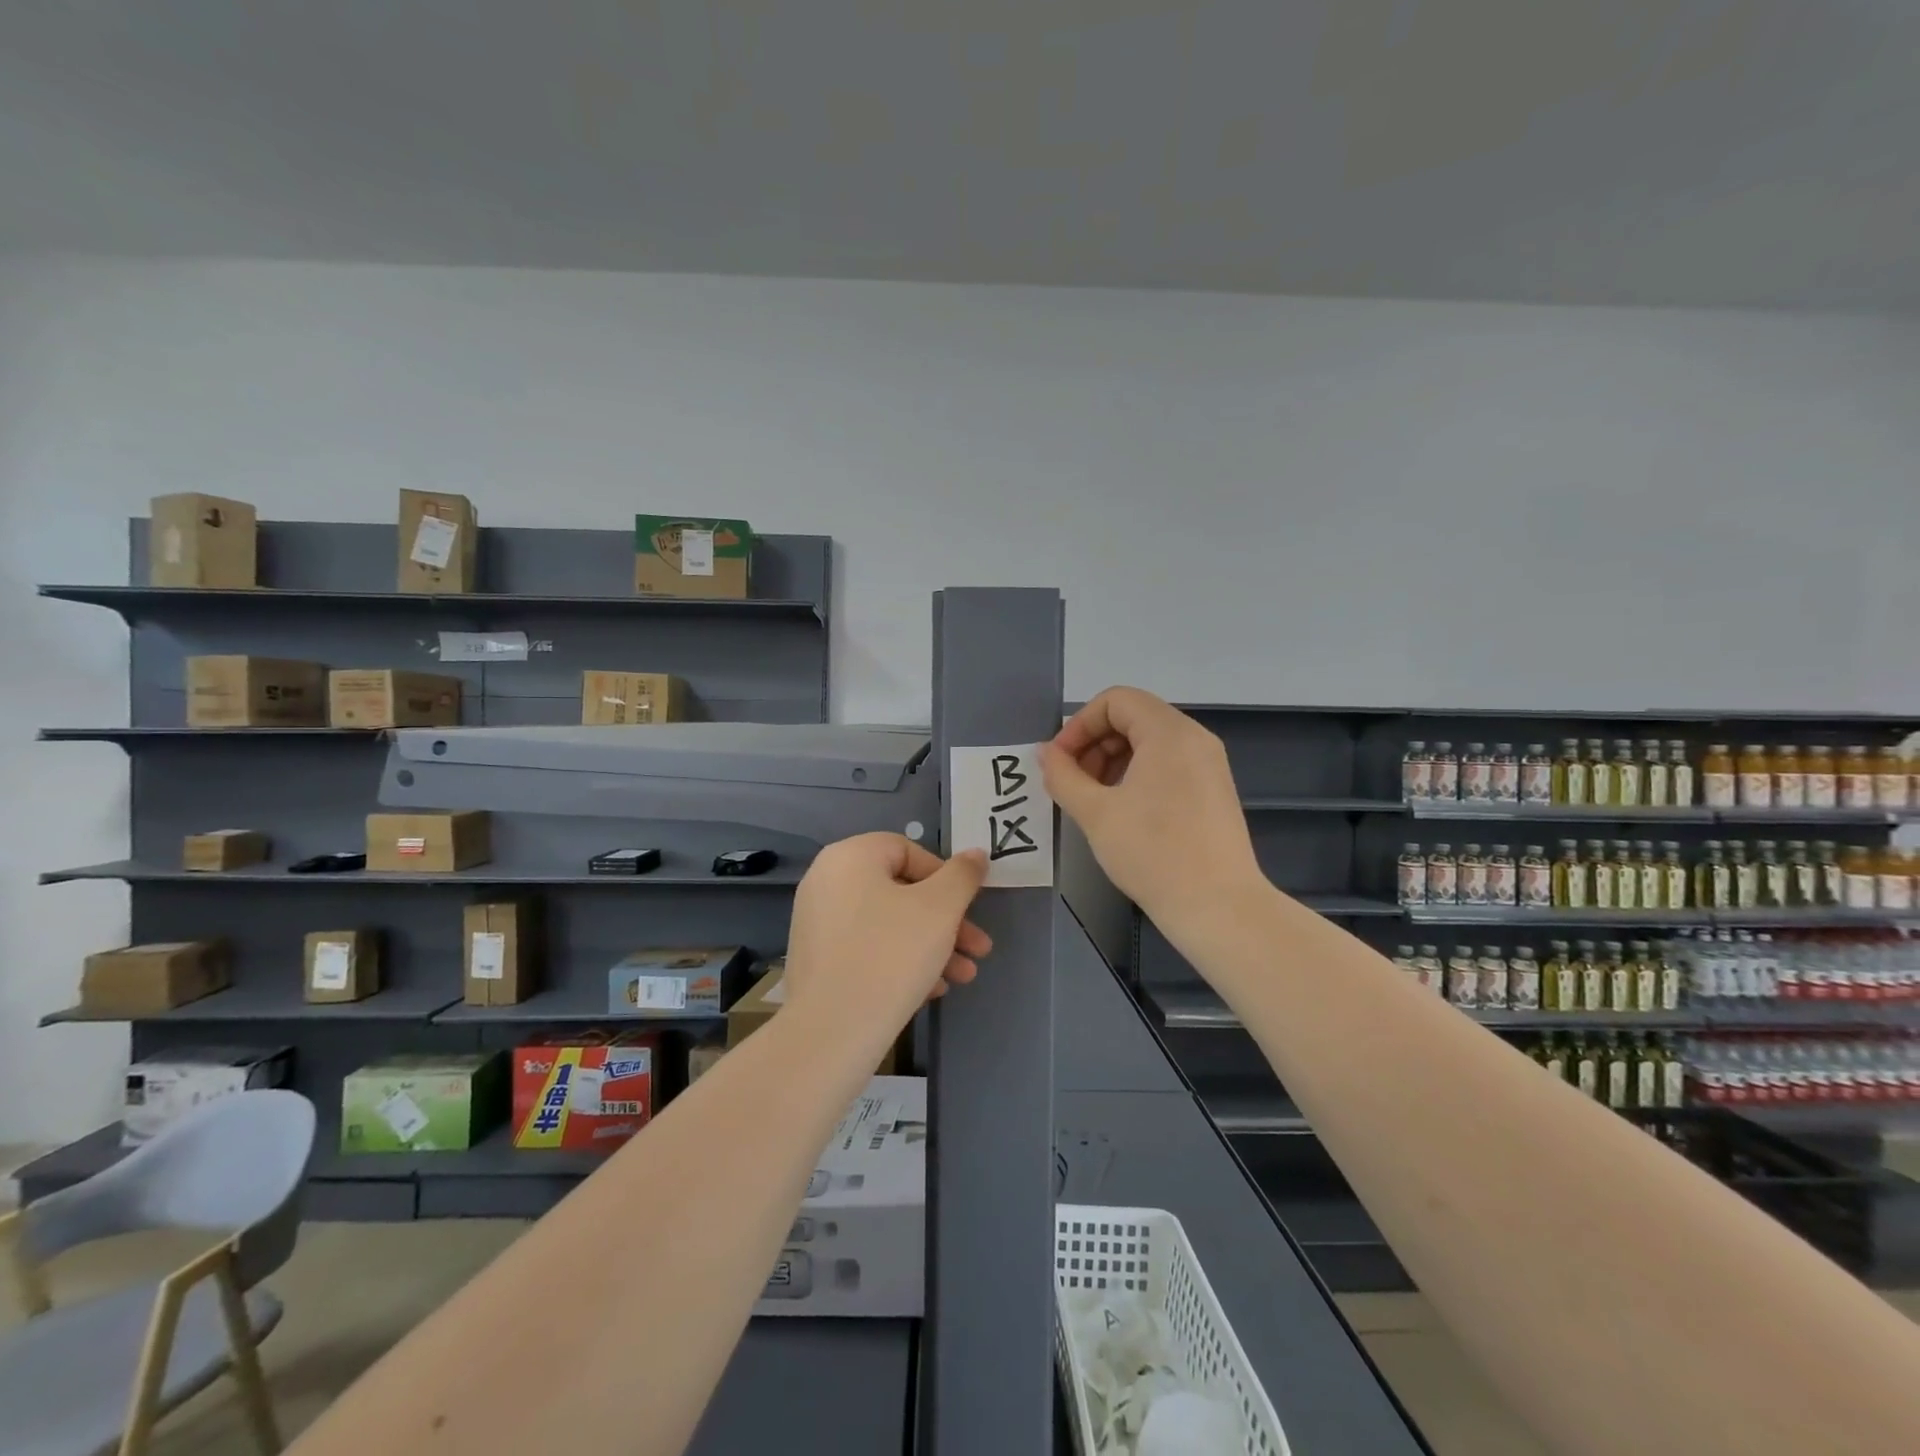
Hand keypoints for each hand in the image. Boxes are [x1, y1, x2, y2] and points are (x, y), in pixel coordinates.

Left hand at [782, 834, 992, 1040]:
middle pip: (901, 891)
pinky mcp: (816, 961)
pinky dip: (900, 963)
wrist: (832, 1033)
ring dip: (931, 946)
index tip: (968, 909)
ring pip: (888, 924)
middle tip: (978, 949)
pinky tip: (931, 991)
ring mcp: (816, 923)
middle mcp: (826, 881)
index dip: (945, 878)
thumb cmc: (891, 955)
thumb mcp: (941, 908)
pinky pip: (867, 950)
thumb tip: (975, 854)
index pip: (908, 850)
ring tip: (963, 977)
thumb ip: (963, 876)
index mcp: (850, 857)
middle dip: (947, 921)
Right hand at [1041, 687, 1263, 933]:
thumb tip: (1045, 753)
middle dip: (1093, 743)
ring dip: (1111, 760)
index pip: (1115, 700)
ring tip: (1093, 800)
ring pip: (1149, 742)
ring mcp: (1208, 764)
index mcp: (1169, 733)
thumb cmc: (1152, 853)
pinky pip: (1168, 763)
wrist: (1217, 907)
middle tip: (1072, 783)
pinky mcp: (1213, 789)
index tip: (1060, 762)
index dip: (1079, 725)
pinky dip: (1136, 774)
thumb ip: (1063, 776)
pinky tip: (1121, 811)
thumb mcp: (1095, 813)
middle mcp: (1194, 738)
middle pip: (1133, 717)